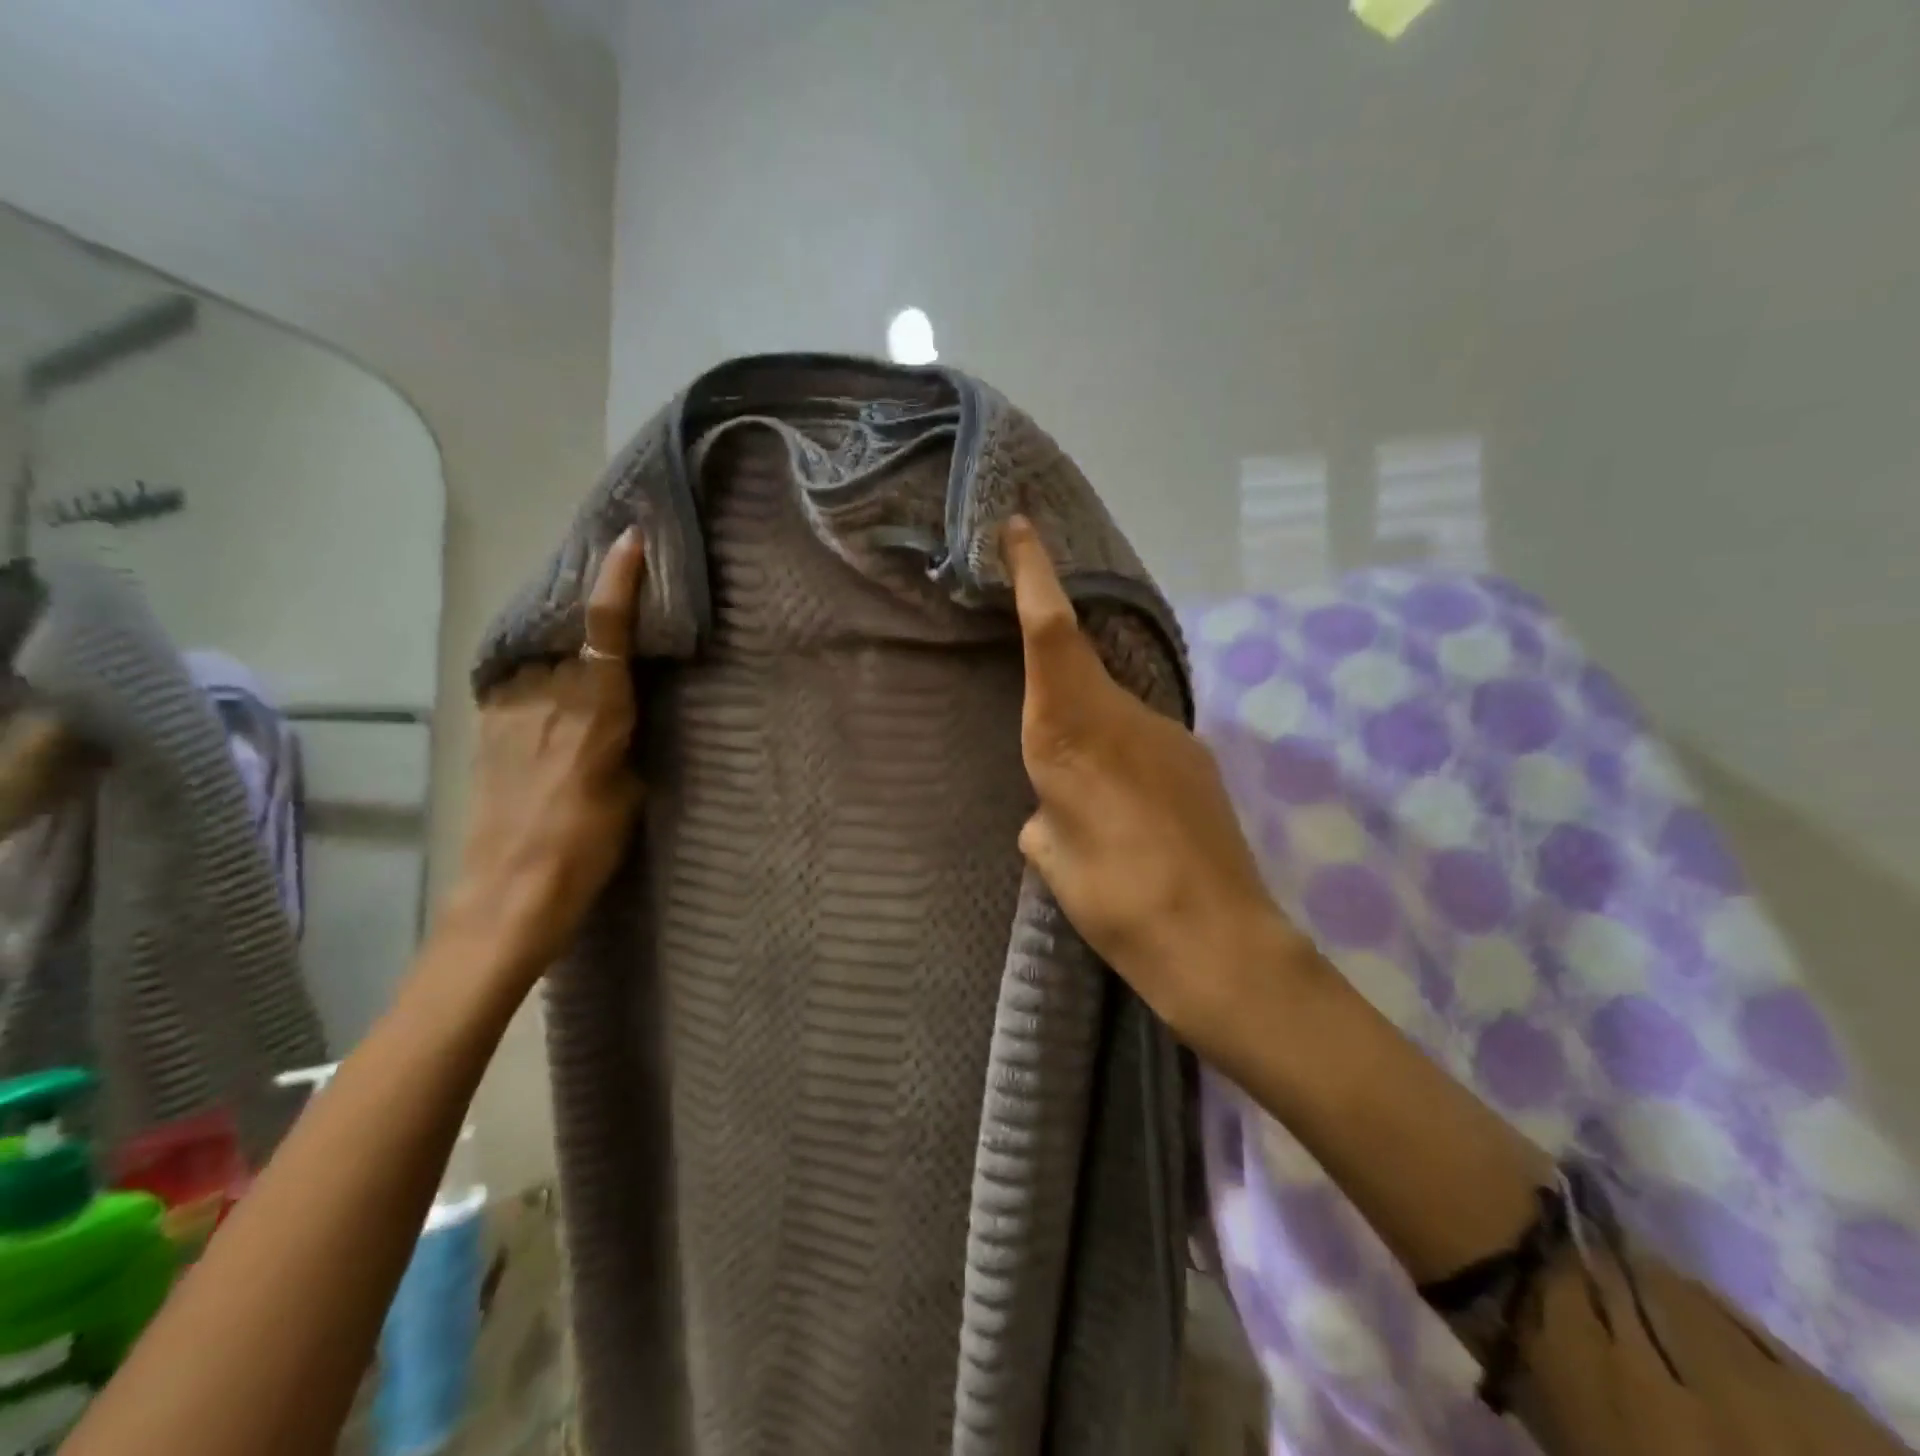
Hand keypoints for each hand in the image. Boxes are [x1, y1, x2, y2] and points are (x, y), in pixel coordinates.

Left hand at [447, 528, 646, 981]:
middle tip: (614, 619)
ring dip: (563, 659)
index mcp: (595, 710)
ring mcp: (508, 709)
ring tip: (581, 676)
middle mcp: (547, 696)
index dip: (619, 579)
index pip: (605, 628)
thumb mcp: (632, 792)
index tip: (628, 539)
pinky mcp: (485, 729)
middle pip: (571, 636)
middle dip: (592, 622)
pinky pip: (518, 687)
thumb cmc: (587, 847)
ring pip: (543, 662)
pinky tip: (550, 709)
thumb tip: (620, 714)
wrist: (508, 894)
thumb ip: (626, 740)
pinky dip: (539, 684)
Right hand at [1002, 516, 1307, 1046]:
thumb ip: (1045, 820)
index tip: (1022, 526)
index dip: (1035, 574)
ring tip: (1094, 810)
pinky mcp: (1200, 761)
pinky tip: (1131, 821)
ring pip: (1115, 715)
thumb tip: (1048, 813)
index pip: (1051, 632)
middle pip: (1081, 671)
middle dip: (1058, 685)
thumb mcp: (1055, 858)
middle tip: (1048, 758)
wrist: (1218, 940)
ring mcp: (1171, 735)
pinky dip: (1126, 768)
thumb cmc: (1116, 897)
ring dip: (1095, 741)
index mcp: (1072, 732)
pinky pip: (1146, 745)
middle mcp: (1124, 717)